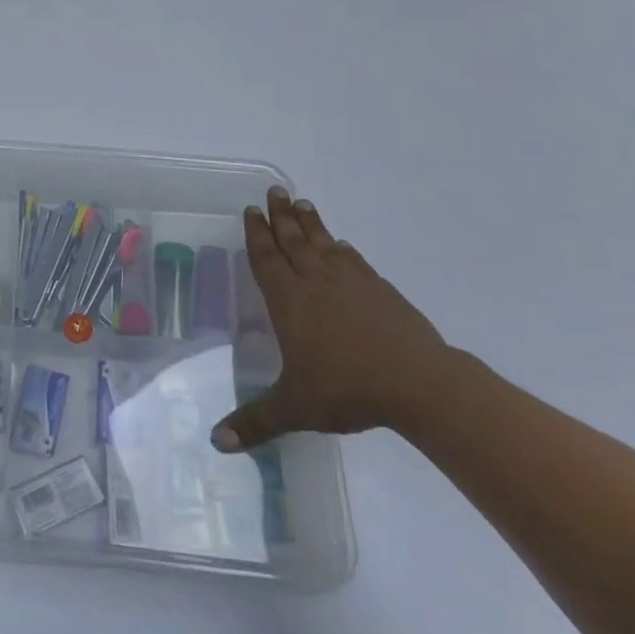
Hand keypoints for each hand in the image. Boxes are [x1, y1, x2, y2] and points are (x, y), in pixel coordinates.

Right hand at [212, 188, 451, 450]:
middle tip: (273, 190)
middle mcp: (316, 283)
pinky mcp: (381, 292)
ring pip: (323, 244)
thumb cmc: (348, 390)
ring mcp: (352, 284)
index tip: (251, 210)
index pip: (266, 258)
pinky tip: (342, 245)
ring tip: (301, 202)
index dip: (256, 233)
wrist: (419, 384)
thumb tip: (214, 443)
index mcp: (290, 301)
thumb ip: (255, 421)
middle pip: (293, 241)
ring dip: (310, 223)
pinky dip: (344, 250)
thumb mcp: (294, 409)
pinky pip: (355, 262)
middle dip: (280, 216)